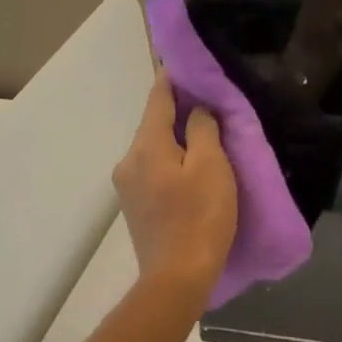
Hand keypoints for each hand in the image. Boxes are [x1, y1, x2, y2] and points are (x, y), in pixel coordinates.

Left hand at [112, 71, 237, 302]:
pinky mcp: (137, 207)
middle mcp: (129, 161)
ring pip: (156, 147)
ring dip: (179, 136)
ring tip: (209, 133)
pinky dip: (174, 158)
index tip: (189, 61)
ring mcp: (129, 187)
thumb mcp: (212, 165)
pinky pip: (156, 168)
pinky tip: (195, 166)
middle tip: (212, 99)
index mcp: (146, 146)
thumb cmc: (200, 216)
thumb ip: (203, 128)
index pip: (158, 97)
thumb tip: (198, 109)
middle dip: (181, 108)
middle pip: (155, 122)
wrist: (177, 280)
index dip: (173, 76)